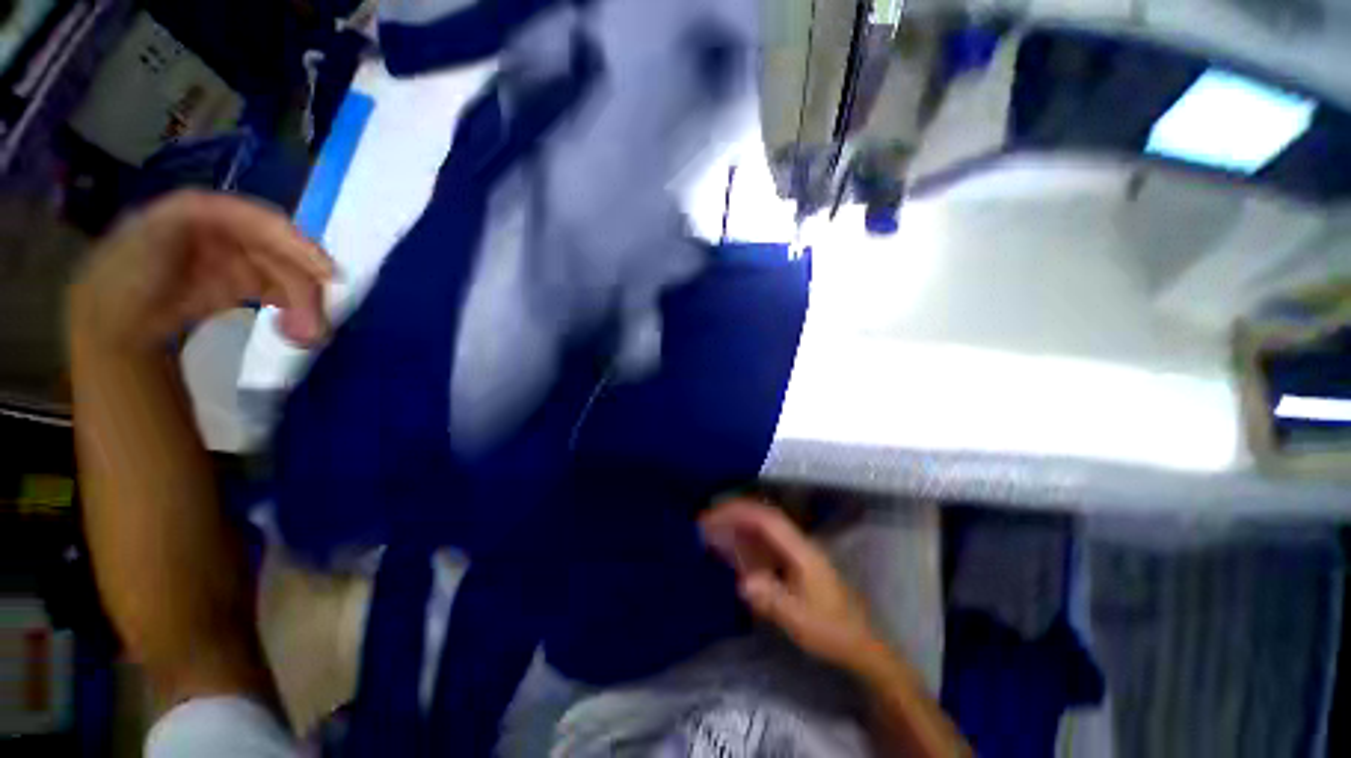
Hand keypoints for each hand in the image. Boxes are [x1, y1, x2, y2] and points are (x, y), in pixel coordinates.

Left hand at [68, 190, 333, 355]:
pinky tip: (294, 330)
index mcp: (206, 212)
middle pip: (280, 255)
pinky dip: (292, 309)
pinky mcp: (240, 284)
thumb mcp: (152, 235)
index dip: (296, 244)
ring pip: (285, 277)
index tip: (326, 274)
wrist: (110, 319)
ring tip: (306, 339)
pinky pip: (278, 291)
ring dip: (303, 306)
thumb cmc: (125, 274)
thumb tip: (254, 226)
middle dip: (302, 288)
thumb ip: (195, 217)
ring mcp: (236, 258)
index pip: (262, 222)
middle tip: (315, 329)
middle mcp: (228, 232)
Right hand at [701, 498, 885, 674]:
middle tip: (705, 520)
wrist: (860, 644)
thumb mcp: (801, 621)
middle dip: (734, 514)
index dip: (740, 512)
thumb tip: (743, 583)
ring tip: (712, 530)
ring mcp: (797, 552)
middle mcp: (798, 544)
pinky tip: (731, 550)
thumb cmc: (832, 631)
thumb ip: (772, 600)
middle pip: (763, 518)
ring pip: (762, 530)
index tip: (715, 514)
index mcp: (802, 551)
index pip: (767, 520)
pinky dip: (745, 542)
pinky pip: (764, 544)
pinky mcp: (794, 563)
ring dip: (737, 526)